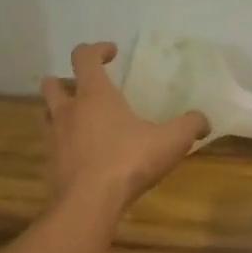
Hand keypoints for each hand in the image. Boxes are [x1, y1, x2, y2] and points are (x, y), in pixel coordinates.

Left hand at [42, 42, 209, 210]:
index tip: (111, 52)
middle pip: (53, 84)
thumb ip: (190, 126)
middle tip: (84, 89)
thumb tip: (204, 120)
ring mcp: (54, 138)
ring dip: (60, 112)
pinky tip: (82, 156)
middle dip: (65, 81)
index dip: (97, 49)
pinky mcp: (51, 164)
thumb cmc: (128, 161)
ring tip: (80, 122)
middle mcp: (67, 110)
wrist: (88, 203)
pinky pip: (53, 146)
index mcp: (94, 94)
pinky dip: (64, 145)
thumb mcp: (171, 141)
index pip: (84, 57)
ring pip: (47, 115)